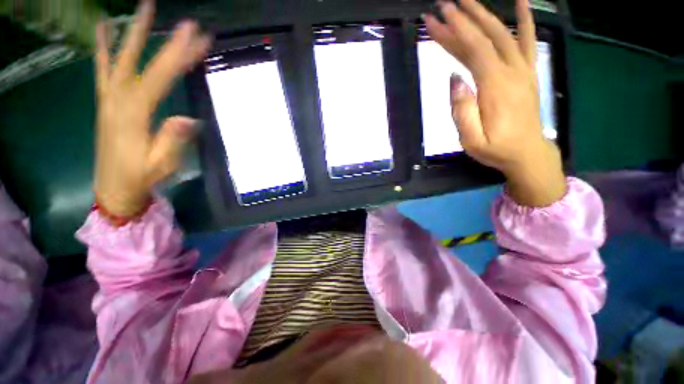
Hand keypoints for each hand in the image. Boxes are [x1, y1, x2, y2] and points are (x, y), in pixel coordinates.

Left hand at [94, 0, 210, 217]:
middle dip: (162, 39)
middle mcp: (118, 99)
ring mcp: (108, 98)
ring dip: (133, 33)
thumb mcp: (162, 164)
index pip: (160, 77)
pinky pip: (102, 70)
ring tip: (144, 8)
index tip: (198, 38)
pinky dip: (102, 48)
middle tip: (181, 20)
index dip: (179, 56)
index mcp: (134, 113)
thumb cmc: (141, 177)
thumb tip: (189, 119)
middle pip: (141, 62)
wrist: (113, 187)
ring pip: (119, 58)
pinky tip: (104, 29)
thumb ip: (172, 140)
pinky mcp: (105, 102)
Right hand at [425, 0, 565, 206]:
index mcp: (494, 87)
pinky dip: (525, 19)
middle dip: (464, 18)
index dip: (454, 31)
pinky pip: (529, 41)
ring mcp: (523, 70)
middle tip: (444, 4)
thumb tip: (455, 79)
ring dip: (485, 14)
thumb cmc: (496, 149)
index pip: (473, 50)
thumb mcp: (471, 140)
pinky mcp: (528, 73)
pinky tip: (520, 2)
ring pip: (503, 34)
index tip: (436, 18)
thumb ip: (462, 111)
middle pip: (486, 37)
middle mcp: (511, 71)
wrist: (527, 153)